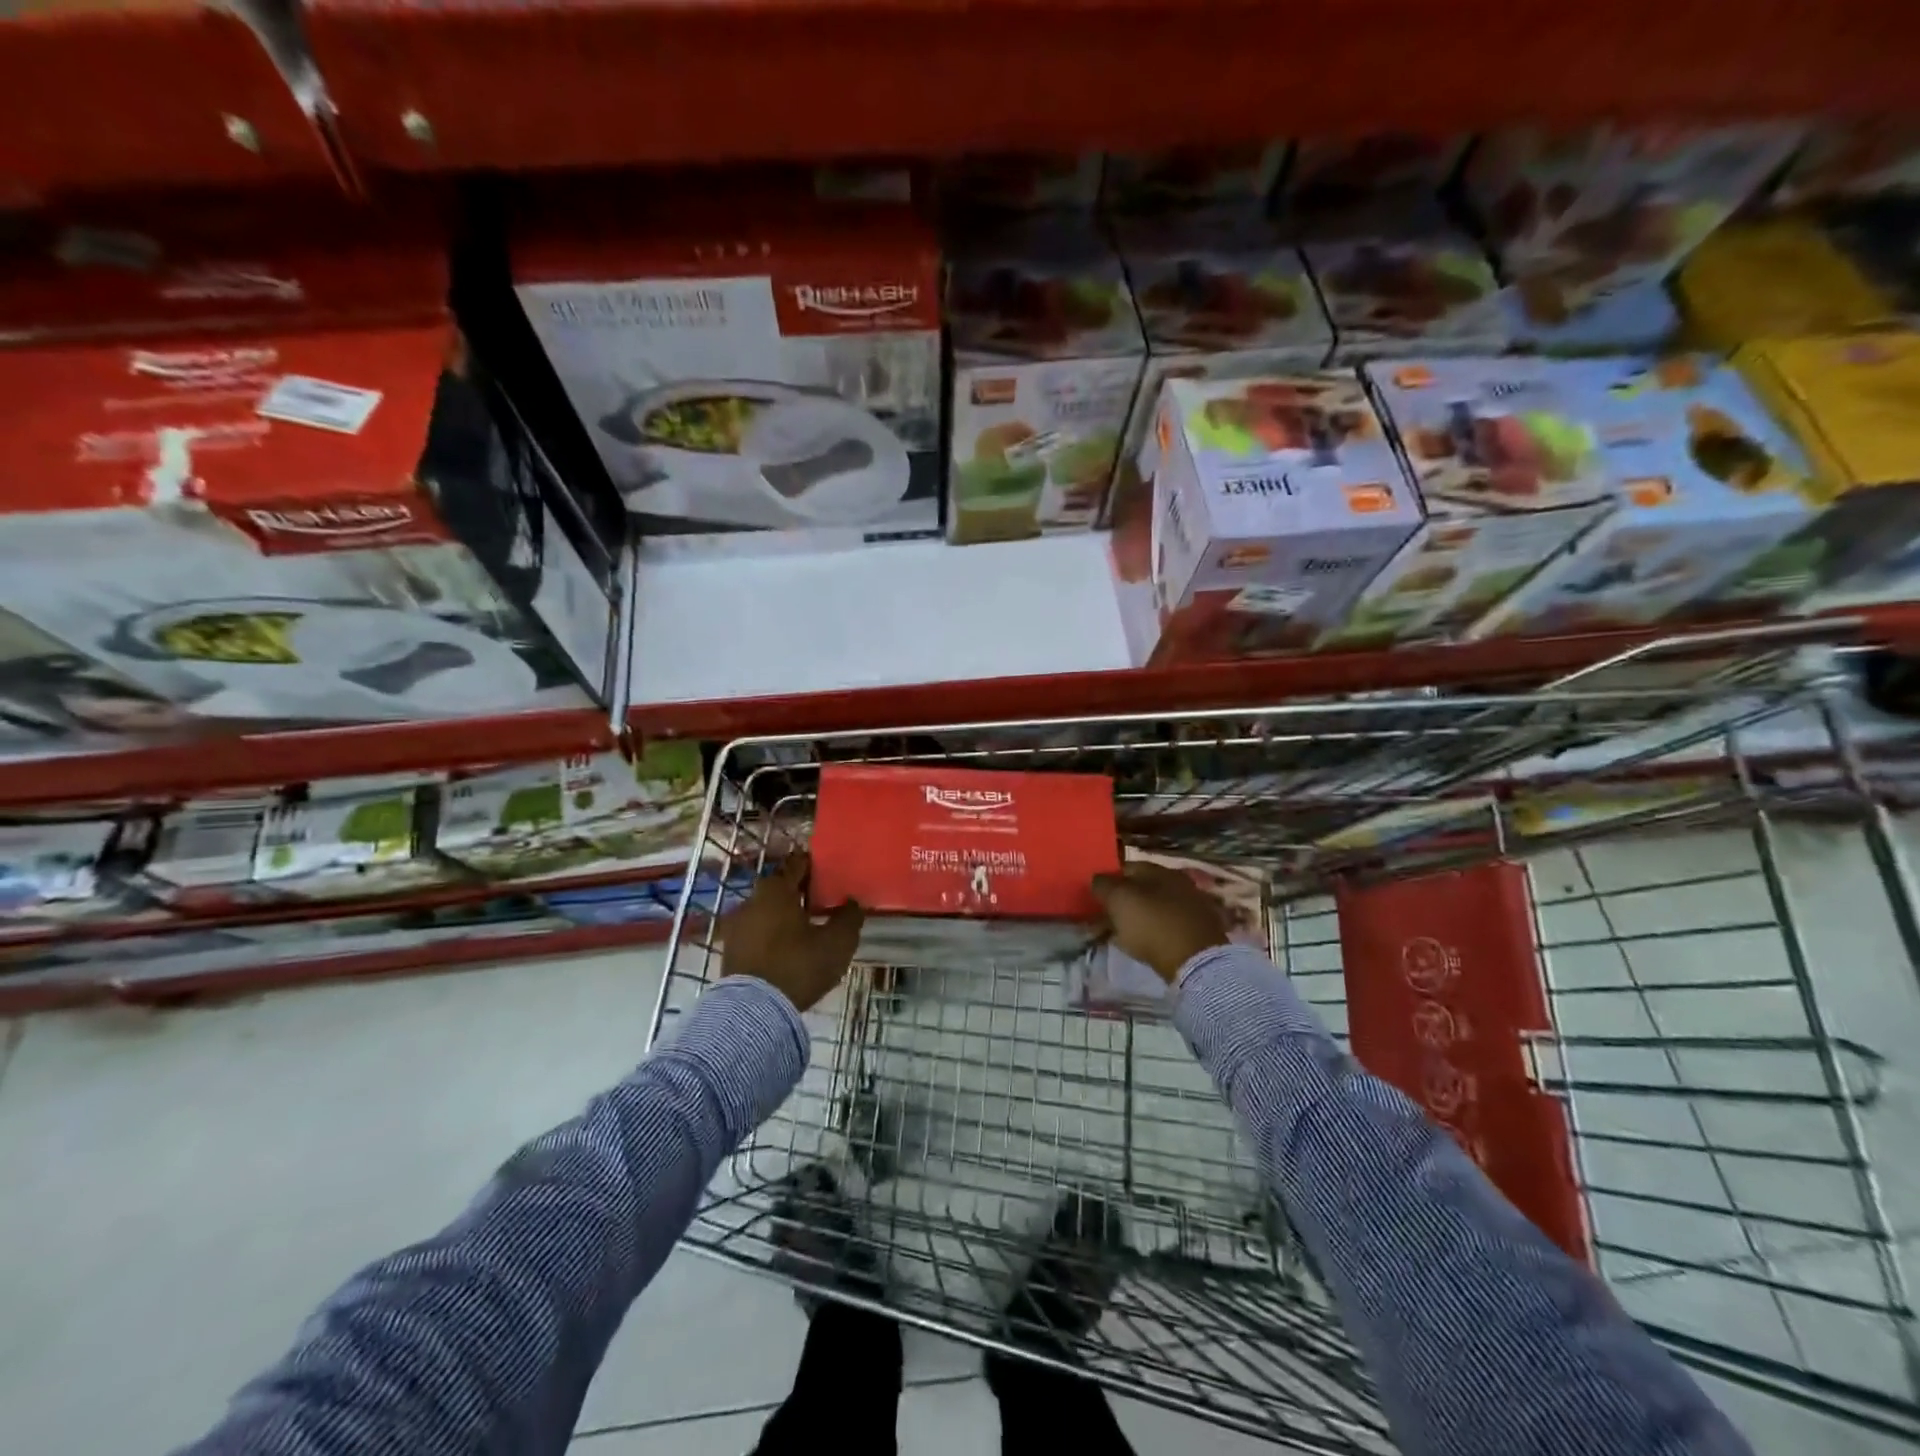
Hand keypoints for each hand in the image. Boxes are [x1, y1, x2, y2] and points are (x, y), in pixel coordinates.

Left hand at [720, 853, 864, 1011]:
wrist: (754, 1011)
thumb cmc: (798, 965)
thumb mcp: (837, 943)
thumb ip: (848, 918)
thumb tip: (852, 902)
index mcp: (776, 889)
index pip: (797, 864)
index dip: (813, 865)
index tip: (828, 872)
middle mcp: (751, 900)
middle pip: (779, 888)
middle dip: (798, 892)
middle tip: (820, 902)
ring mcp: (736, 926)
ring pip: (765, 911)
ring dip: (782, 915)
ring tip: (803, 929)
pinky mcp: (729, 950)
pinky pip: (755, 933)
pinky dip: (769, 935)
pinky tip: (785, 949)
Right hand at [1091, 862, 1230, 983]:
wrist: (1195, 961)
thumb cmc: (1151, 924)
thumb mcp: (1118, 900)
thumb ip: (1103, 885)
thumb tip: (1097, 878)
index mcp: (1159, 869)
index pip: (1126, 868)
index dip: (1108, 881)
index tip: (1096, 899)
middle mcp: (1178, 882)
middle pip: (1142, 888)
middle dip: (1123, 902)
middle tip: (1106, 919)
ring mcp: (1192, 906)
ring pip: (1154, 908)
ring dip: (1138, 919)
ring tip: (1121, 936)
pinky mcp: (1199, 930)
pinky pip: (1167, 926)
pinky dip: (1154, 933)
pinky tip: (1144, 944)